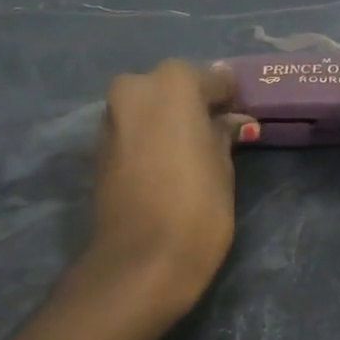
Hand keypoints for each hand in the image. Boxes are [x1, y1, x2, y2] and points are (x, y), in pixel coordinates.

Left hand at [87, 59, 251, 310]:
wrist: (141, 261)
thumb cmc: (197, 208)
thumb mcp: (223, 167)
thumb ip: (222, 133)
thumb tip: (228, 119)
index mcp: (173, 83)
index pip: (212, 79)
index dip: (228, 97)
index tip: (241, 114)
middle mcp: (135, 88)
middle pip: (173, 87)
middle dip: (193, 104)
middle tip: (217, 131)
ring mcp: (111, 117)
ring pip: (149, 107)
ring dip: (169, 120)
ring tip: (193, 150)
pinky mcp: (98, 147)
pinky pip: (134, 130)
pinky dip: (151, 137)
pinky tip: (169, 162)